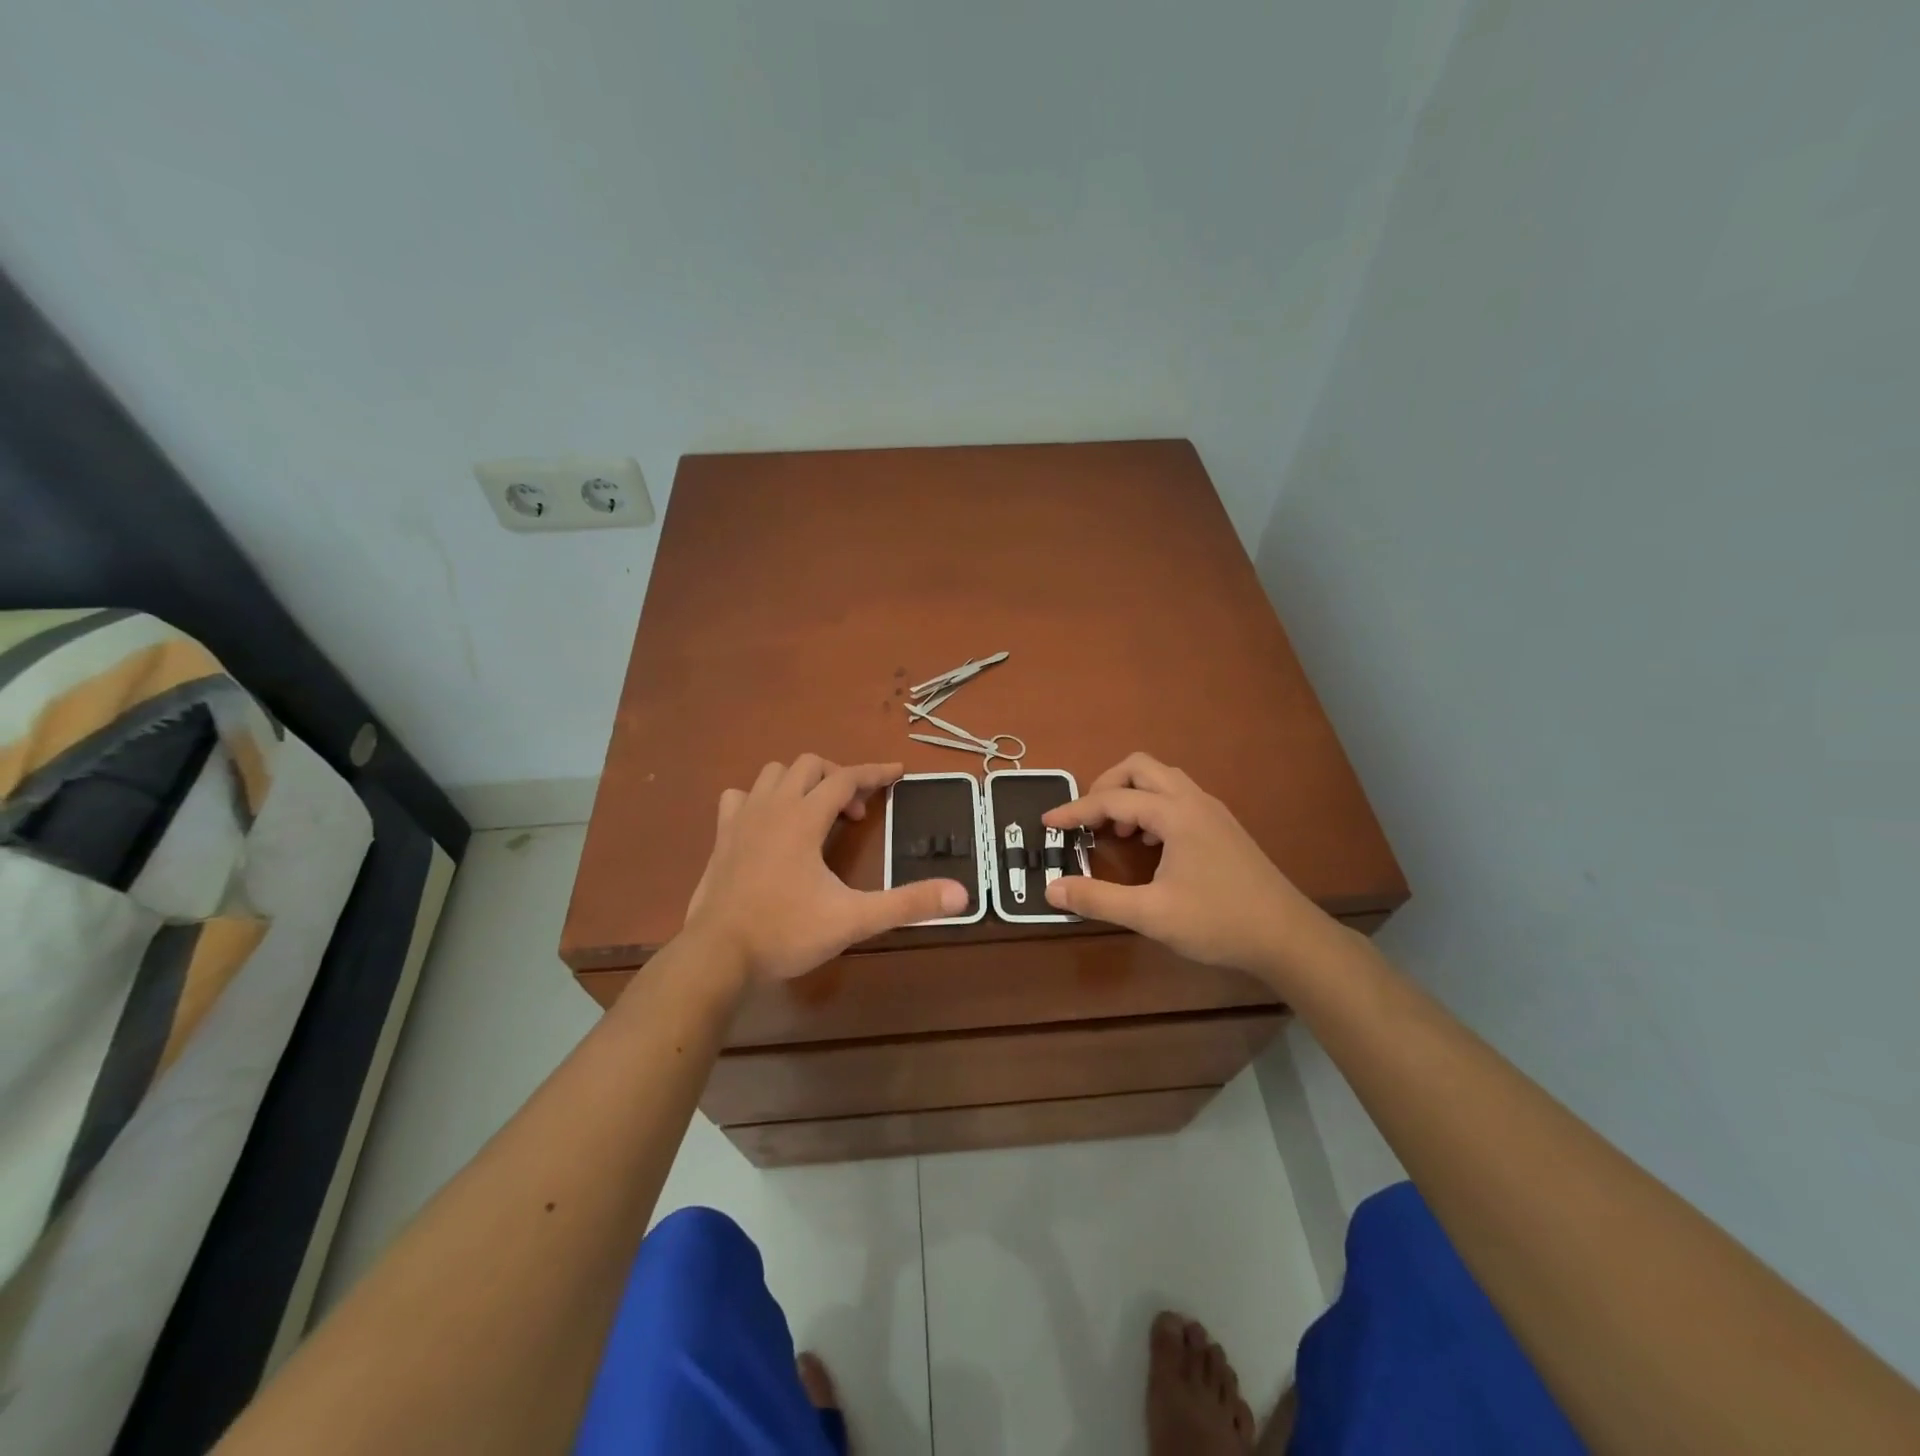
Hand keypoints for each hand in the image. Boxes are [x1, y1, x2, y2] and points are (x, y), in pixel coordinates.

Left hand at [683, 756, 968, 983]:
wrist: (717, 955)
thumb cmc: (786, 932)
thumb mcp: (854, 919)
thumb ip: (908, 904)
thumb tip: (962, 894)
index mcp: (804, 818)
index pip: (846, 777)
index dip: (876, 772)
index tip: (899, 773)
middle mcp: (772, 807)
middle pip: (810, 765)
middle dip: (840, 778)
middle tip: (856, 814)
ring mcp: (741, 819)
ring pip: (773, 774)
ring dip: (801, 782)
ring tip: (817, 813)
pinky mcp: (721, 837)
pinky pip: (740, 797)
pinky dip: (761, 799)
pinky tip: (771, 824)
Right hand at [1041, 753, 1339, 986]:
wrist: (1287, 937)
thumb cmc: (1218, 922)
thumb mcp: (1151, 915)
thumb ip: (1098, 899)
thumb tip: (1052, 889)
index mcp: (1175, 814)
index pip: (1113, 800)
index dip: (1075, 810)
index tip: (1047, 823)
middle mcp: (1194, 801)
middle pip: (1140, 767)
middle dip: (1106, 785)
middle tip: (1087, 818)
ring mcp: (1212, 811)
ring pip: (1162, 779)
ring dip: (1131, 794)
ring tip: (1116, 832)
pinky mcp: (1223, 827)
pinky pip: (1178, 797)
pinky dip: (1153, 807)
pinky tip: (1150, 844)